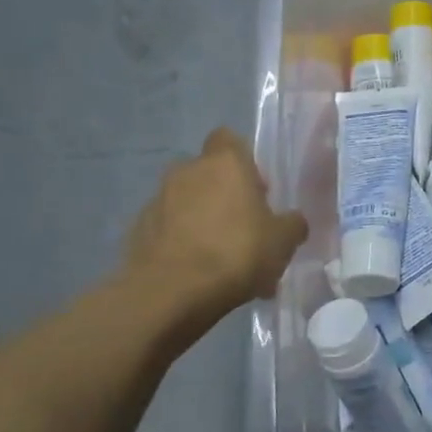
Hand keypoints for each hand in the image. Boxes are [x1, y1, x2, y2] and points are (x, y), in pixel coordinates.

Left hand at [121, 129, 307, 333]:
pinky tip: (197, 275)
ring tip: (222, 261)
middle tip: (245, 230)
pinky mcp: (138, 230)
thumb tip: (292, 221)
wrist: (170, 293)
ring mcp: (158, 200)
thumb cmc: (236, 253)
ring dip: (203, 222)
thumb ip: (292, 224)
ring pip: (188, 203)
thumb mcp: (283, 241)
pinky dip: (181, 244)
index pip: (229, 139)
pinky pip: (168, 230)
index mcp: (225, 163)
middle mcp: (187, 171)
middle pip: (209, 174)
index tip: (257, 190)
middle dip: (225, 196)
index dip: (244, 161)